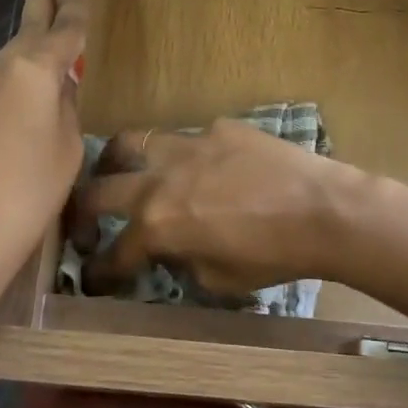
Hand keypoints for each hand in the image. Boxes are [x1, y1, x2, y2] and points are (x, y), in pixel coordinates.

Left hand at [0, 0, 87, 302]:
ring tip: (44, 87)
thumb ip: (68, 108)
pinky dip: (4, 107)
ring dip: (25, 68)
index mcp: (34, 70)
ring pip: (6, 71)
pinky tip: (9, 140)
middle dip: (40, 1)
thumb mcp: (70, 149)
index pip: (64, 27)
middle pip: (26, 31)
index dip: (75, 4)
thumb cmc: (31, 192)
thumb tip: (59, 88)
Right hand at [70, 120, 362, 296]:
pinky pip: (189, 138)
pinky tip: (204, 165)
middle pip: (100, 189)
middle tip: (88, 221)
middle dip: (84, 210)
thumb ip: (183, 261)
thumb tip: (173, 250)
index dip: (99, 269)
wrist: (323, 210)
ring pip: (132, 142)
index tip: (94, 275)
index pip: (114, 252)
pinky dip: (185, 155)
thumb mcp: (219, 279)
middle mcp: (160, 179)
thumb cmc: (274, 256)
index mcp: (157, 224)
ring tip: (123, 170)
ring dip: (118, 161)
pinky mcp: (218, 128)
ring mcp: (188, 145)